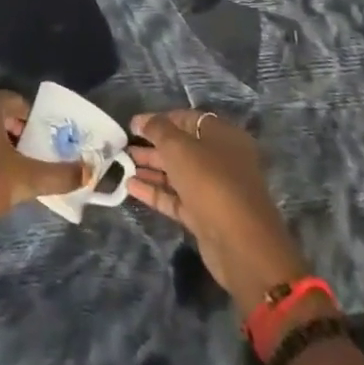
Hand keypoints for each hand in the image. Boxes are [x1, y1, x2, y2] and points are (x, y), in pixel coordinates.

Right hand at [128, 108, 310, 314]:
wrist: (241, 246)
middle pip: (182, 147)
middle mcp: (222, 161)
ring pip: (178, 174)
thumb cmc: (211, 182)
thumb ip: (158, 129)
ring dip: (151, 169)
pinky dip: (156, 192)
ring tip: (122, 164)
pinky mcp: (206, 216)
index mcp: (223, 137)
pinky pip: (177, 198)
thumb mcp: (179, 147)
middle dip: (153, 145)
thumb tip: (142, 121)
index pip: (188, 119)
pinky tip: (130, 187)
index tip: (133, 124)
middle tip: (124, 145)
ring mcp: (215, 190)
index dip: (159, 119)